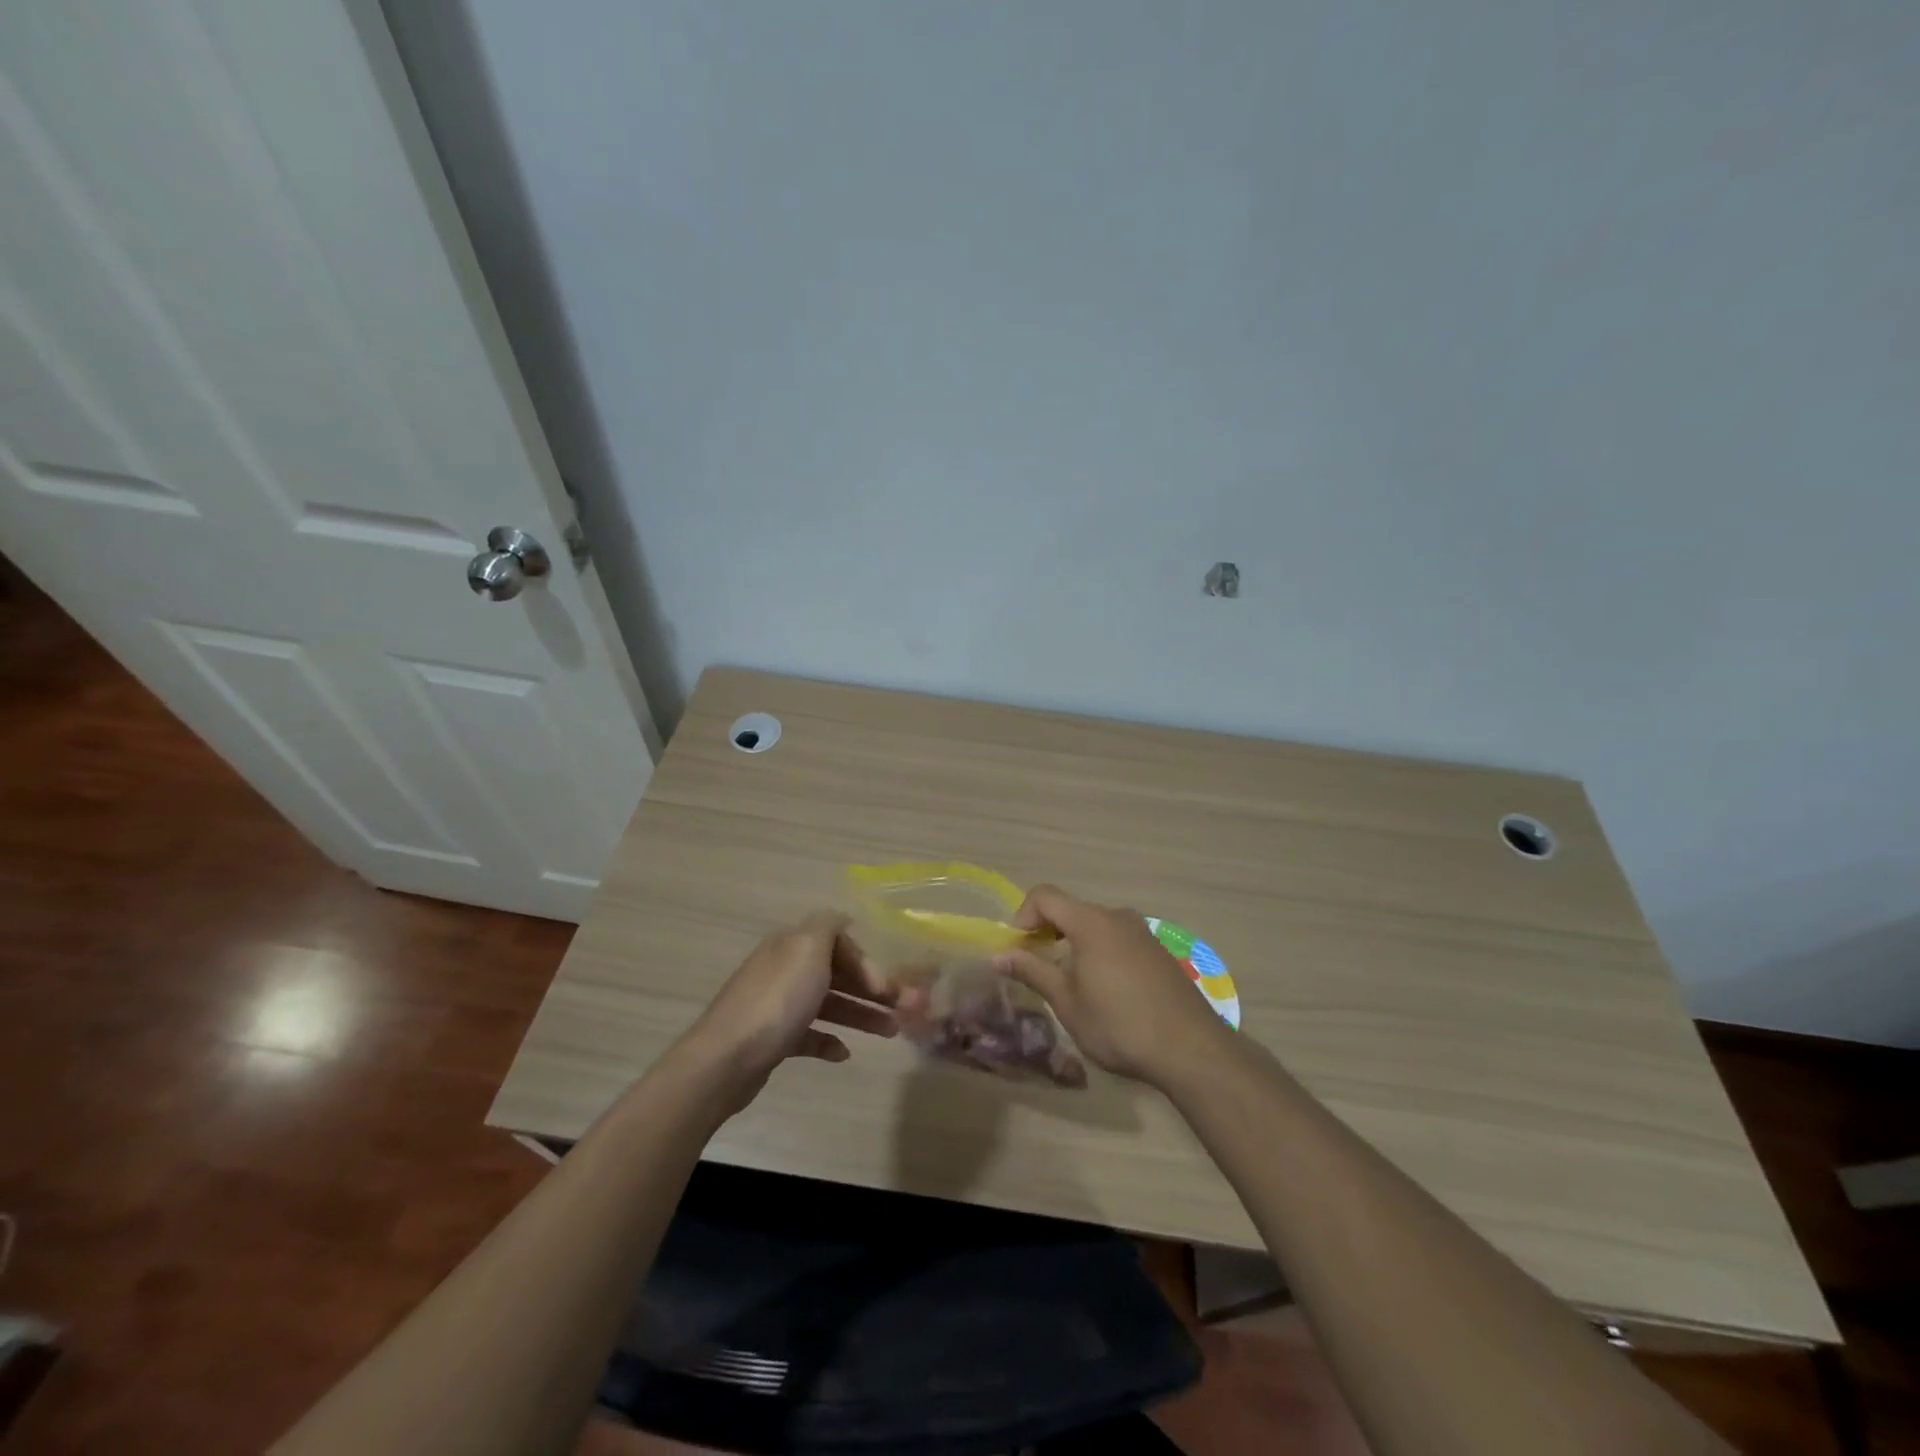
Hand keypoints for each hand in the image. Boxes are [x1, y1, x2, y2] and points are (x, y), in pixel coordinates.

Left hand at [678, 911, 897, 1112]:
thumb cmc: (777, 1001)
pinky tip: (844, 1053)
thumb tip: (844, 918)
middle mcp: (783, 969)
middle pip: (836, 974)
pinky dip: (829, 1040)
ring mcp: (776, 1005)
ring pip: (827, 1004)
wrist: (726, 1059)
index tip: (885, 988)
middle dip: (871, 990)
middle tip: (902, 1012)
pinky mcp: (772, 1039)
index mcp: (792, 945)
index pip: (838, 942)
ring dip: (860, 1015)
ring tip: (889, 1033)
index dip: (866, 962)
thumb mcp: (808, 948)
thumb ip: (829, 925)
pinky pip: (808, 1035)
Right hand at [994, 885, 1227, 1087]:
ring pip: (1095, 925)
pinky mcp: (1158, 950)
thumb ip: (1032, 971)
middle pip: (1070, 909)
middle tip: (1037, 968)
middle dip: (1046, 932)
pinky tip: (1105, 990)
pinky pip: (1117, 938)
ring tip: (1070, 983)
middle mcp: (1117, 916)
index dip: (1022, 916)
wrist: (1191, 1048)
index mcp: (1091, 922)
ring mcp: (1142, 932)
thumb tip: (999, 955)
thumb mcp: (1067, 1002)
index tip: (1017, 950)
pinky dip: (1099, 952)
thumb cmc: (1119, 1025)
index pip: (1044, 896)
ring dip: (1073, 944)